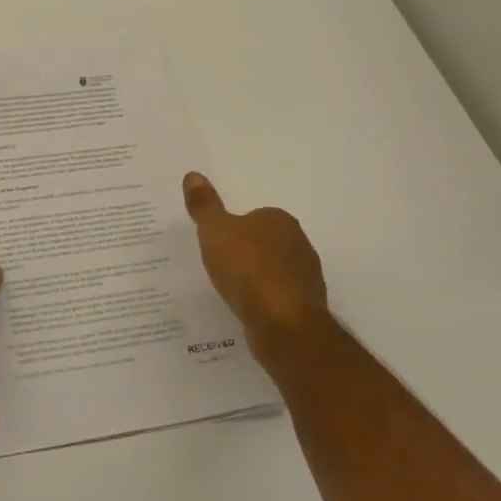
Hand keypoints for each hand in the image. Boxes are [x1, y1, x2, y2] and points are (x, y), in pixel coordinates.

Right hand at [183, 172, 326, 353]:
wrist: (284, 325)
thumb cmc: (248, 269)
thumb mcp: (214, 230)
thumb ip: (204, 205)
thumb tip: (193, 175)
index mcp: (281, 220)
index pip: (255, 216)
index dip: (234, 228)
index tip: (216, 242)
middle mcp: (300, 244)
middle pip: (266, 243)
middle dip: (246, 253)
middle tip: (219, 264)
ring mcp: (307, 279)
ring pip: (274, 272)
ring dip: (256, 280)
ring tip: (230, 290)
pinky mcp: (306, 309)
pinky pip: (278, 299)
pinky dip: (264, 303)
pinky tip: (246, 311)